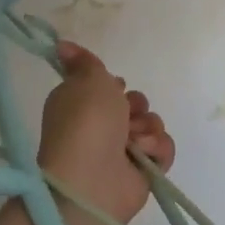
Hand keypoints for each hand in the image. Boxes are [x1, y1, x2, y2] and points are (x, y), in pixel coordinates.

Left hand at [38, 43, 175, 222]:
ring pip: (152, 123)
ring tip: (132, 141)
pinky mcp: (143, 171)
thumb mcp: (85, 79)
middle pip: (135, 102)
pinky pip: (163, 148)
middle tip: (123, 115)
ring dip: (145, 128)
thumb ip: (84, 61)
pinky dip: (155, 149)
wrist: (93, 178)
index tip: (113, 86)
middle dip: (135, 105)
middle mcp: (101, 127)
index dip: (115, 84)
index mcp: (82, 104)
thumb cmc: (86, 122)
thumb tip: (61, 45)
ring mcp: (122, 151)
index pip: (109, 86)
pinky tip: (142, 155)